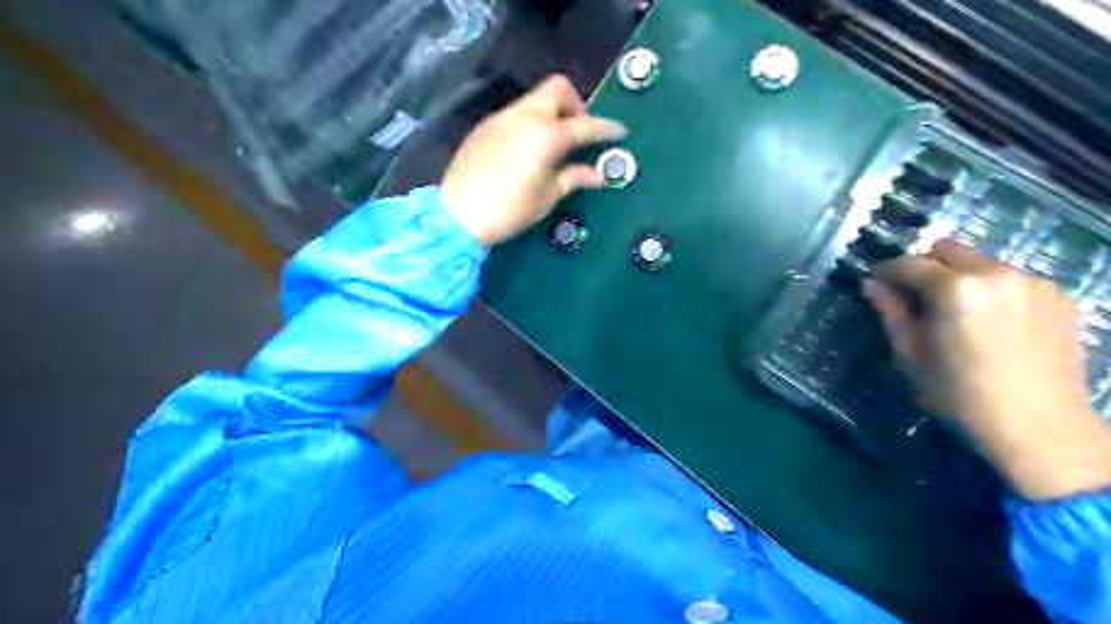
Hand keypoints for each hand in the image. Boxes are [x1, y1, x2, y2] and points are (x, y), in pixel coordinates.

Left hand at [440, 72, 629, 246]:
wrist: (457, 214)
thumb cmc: (509, 209)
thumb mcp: (547, 196)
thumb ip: (574, 178)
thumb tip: (597, 174)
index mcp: (546, 134)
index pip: (584, 126)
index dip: (605, 128)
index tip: (620, 131)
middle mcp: (525, 116)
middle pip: (557, 89)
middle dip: (576, 105)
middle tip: (579, 133)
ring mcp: (501, 118)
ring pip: (534, 100)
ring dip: (551, 112)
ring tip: (554, 144)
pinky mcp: (484, 127)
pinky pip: (515, 114)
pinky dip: (530, 122)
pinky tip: (527, 150)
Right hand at [863, 238, 1110, 499]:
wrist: (1038, 427)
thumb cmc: (959, 394)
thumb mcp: (910, 354)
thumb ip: (891, 312)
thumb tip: (871, 285)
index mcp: (955, 289)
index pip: (908, 263)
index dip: (886, 272)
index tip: (876, 285)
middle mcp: (996, 273)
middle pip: (947, 250)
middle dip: (924, 266)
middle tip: (913, 296)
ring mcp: (1032, 282)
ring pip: (980, 262)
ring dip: (958, 276)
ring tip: (953, 311)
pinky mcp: (1058, 296)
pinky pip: (1010, 279)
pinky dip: (990, 289)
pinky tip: (989, 321)